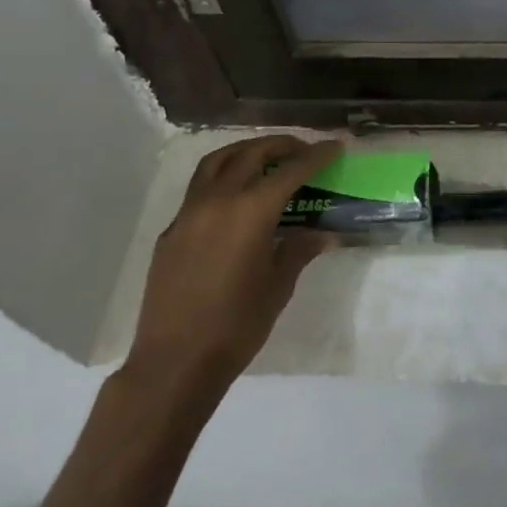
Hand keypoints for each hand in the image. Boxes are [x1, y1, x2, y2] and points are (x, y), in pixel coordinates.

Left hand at [124, 136, 340, 407]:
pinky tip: (233, 198)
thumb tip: (323, 234)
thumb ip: (299, 250)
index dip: (316, 156)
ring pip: (217, 161)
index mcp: (251, 211)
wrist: (175, 362)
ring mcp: (189, 212)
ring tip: (264, 157)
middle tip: (303, 150)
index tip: (335, 146)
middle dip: (281, 145)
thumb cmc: (236, 326)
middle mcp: (218, 200)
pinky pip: (198, 188)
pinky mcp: (171, 230)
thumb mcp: (278, 287)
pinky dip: (220, 177)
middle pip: (252, 154)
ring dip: (245, 151)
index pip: (291, 170)